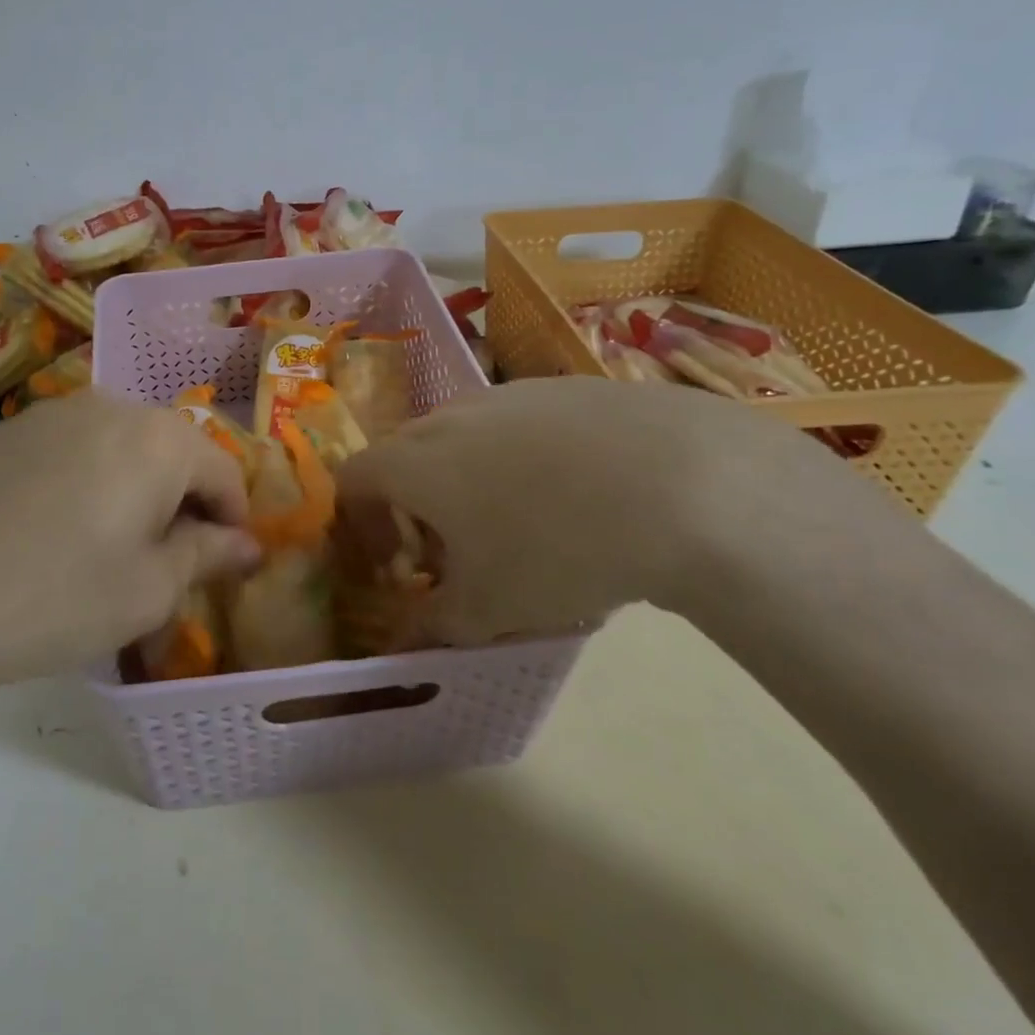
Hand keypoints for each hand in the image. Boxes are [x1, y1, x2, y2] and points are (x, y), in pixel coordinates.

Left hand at [0, 389, 259, 703]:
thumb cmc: (64, 598)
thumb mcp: (152, 588)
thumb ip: (209, 554)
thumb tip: (248, 544)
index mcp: (159, 439)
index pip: (223, 469)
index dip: (233, 517)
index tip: (225, 561)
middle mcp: (113, 406)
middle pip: (173, 449)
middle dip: (184, 498)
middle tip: (170, 556)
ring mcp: (57, 411)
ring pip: (124, 443)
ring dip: (138, 483)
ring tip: (116, 539)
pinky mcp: (14, 430)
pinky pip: (77, 445)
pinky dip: (92, 475)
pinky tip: (64, 523)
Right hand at [335, 377, 913, 644]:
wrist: (681, 482)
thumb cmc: (556, 549)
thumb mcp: (489, 609)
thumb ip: (432, 627)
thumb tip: (403, 646)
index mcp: (413, 461)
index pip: (352, 479)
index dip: (358, 524)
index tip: (394, 567)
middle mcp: (448, 416)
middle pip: (405, 456)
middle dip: (414, 507)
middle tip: (454, 555)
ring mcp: (506, 395)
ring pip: (463, 437)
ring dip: (466, 481)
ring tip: (518, 527)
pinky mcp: (562, 388)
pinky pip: (517, 425)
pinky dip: (519, 458)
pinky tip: (576, 495)